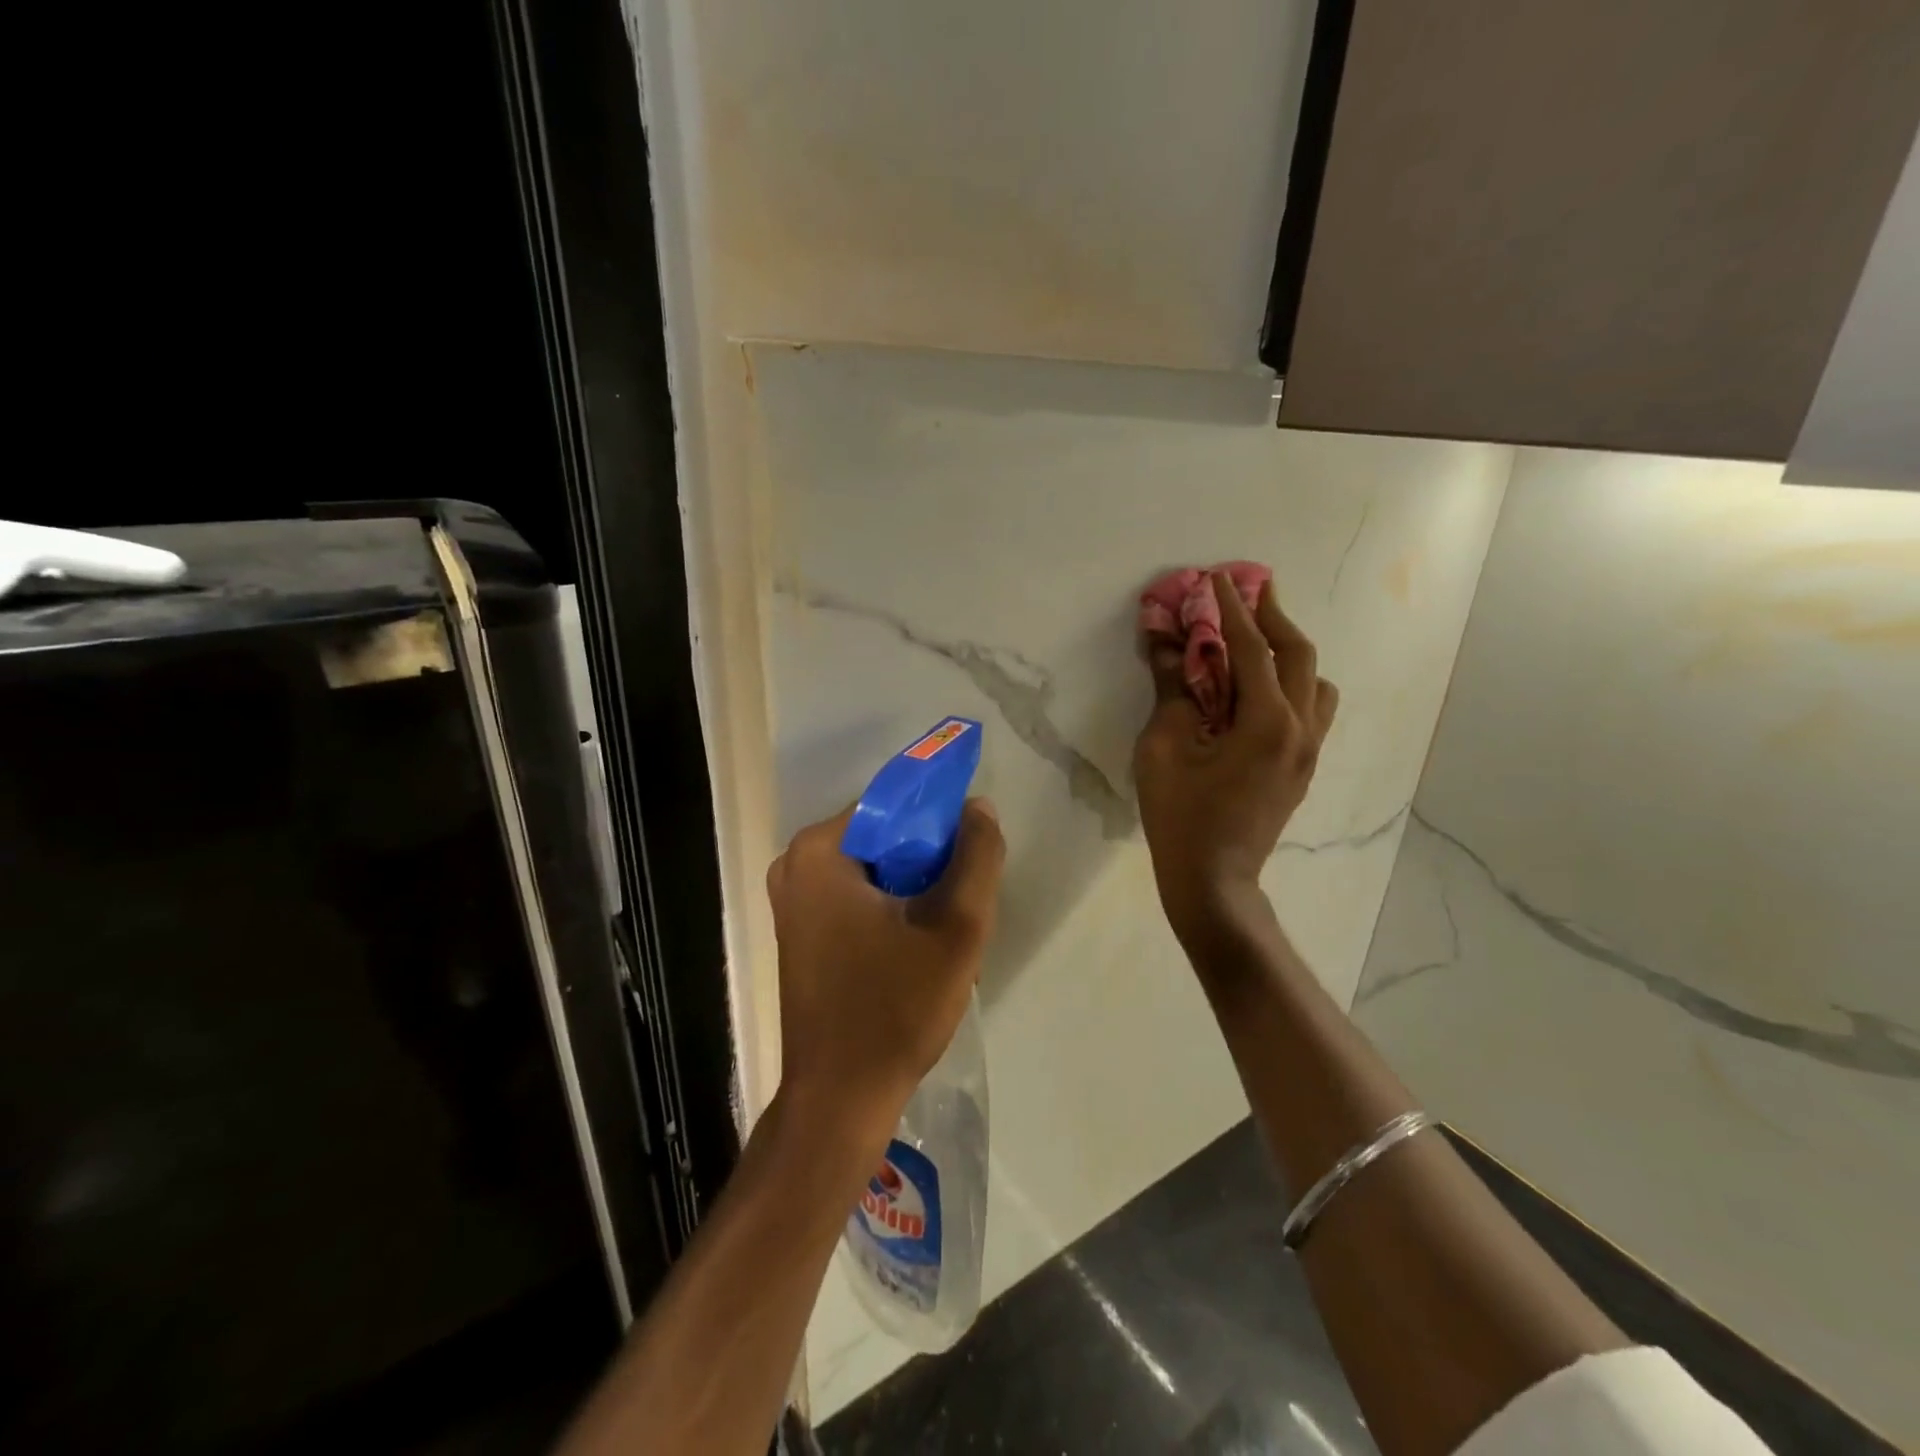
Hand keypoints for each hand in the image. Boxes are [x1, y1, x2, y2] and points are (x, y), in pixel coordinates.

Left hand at [766, 799, 1005, 1145]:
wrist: (841, 1099)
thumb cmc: (895, 1009)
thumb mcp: (955, 929)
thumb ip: (977, 858)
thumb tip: (978, 808)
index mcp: (820, 850)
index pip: (893, 805)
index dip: (941, 822)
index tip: (973, 854)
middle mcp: (795, 865)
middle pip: (883, 837)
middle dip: (928, 860)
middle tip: (961, 900)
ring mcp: (793, 900)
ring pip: (874, 869)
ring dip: (914, 887)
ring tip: (944, 927)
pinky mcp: (800, 931)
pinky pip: (857, 895)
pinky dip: (891, 906)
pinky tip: (917, 944)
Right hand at [1134, 572, 1337, 943]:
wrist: (1213, 879)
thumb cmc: (1180, 815)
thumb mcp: (1163, 748)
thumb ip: (1171, 689)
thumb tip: (1165, 640)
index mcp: (1267, 722)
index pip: (1253, 649)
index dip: (1233, 610)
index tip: (1219, 578)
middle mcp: (1301, 729)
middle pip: (1299, 655)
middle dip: (1273, 618)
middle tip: (1250, 593)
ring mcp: (1308, 751)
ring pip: (1315, 682)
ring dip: (1289, 652)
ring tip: (1258, 642)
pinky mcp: (1303, 768)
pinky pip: (1312, 709)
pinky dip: (1292, 683)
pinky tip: (1261, 691)